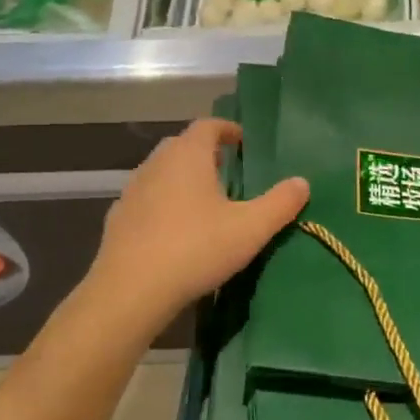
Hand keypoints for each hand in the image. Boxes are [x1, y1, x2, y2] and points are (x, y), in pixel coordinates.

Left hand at [88, 119, 308, 333]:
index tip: (245, 143)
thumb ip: (280, 203)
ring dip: (184, 180)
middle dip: (207, 155)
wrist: (129, 293)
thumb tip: (302, 182)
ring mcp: (131, 192)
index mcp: (187, 156)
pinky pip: (147, 201)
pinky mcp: (118, 220)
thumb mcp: (251, 228)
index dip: (228, 130)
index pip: (207, 126)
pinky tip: (177, 232)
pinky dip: (164, 205)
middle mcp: (156, 164)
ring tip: (207, 204)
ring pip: (162, 173)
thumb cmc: (195, 249)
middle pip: (183, 146)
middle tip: (231, 174)